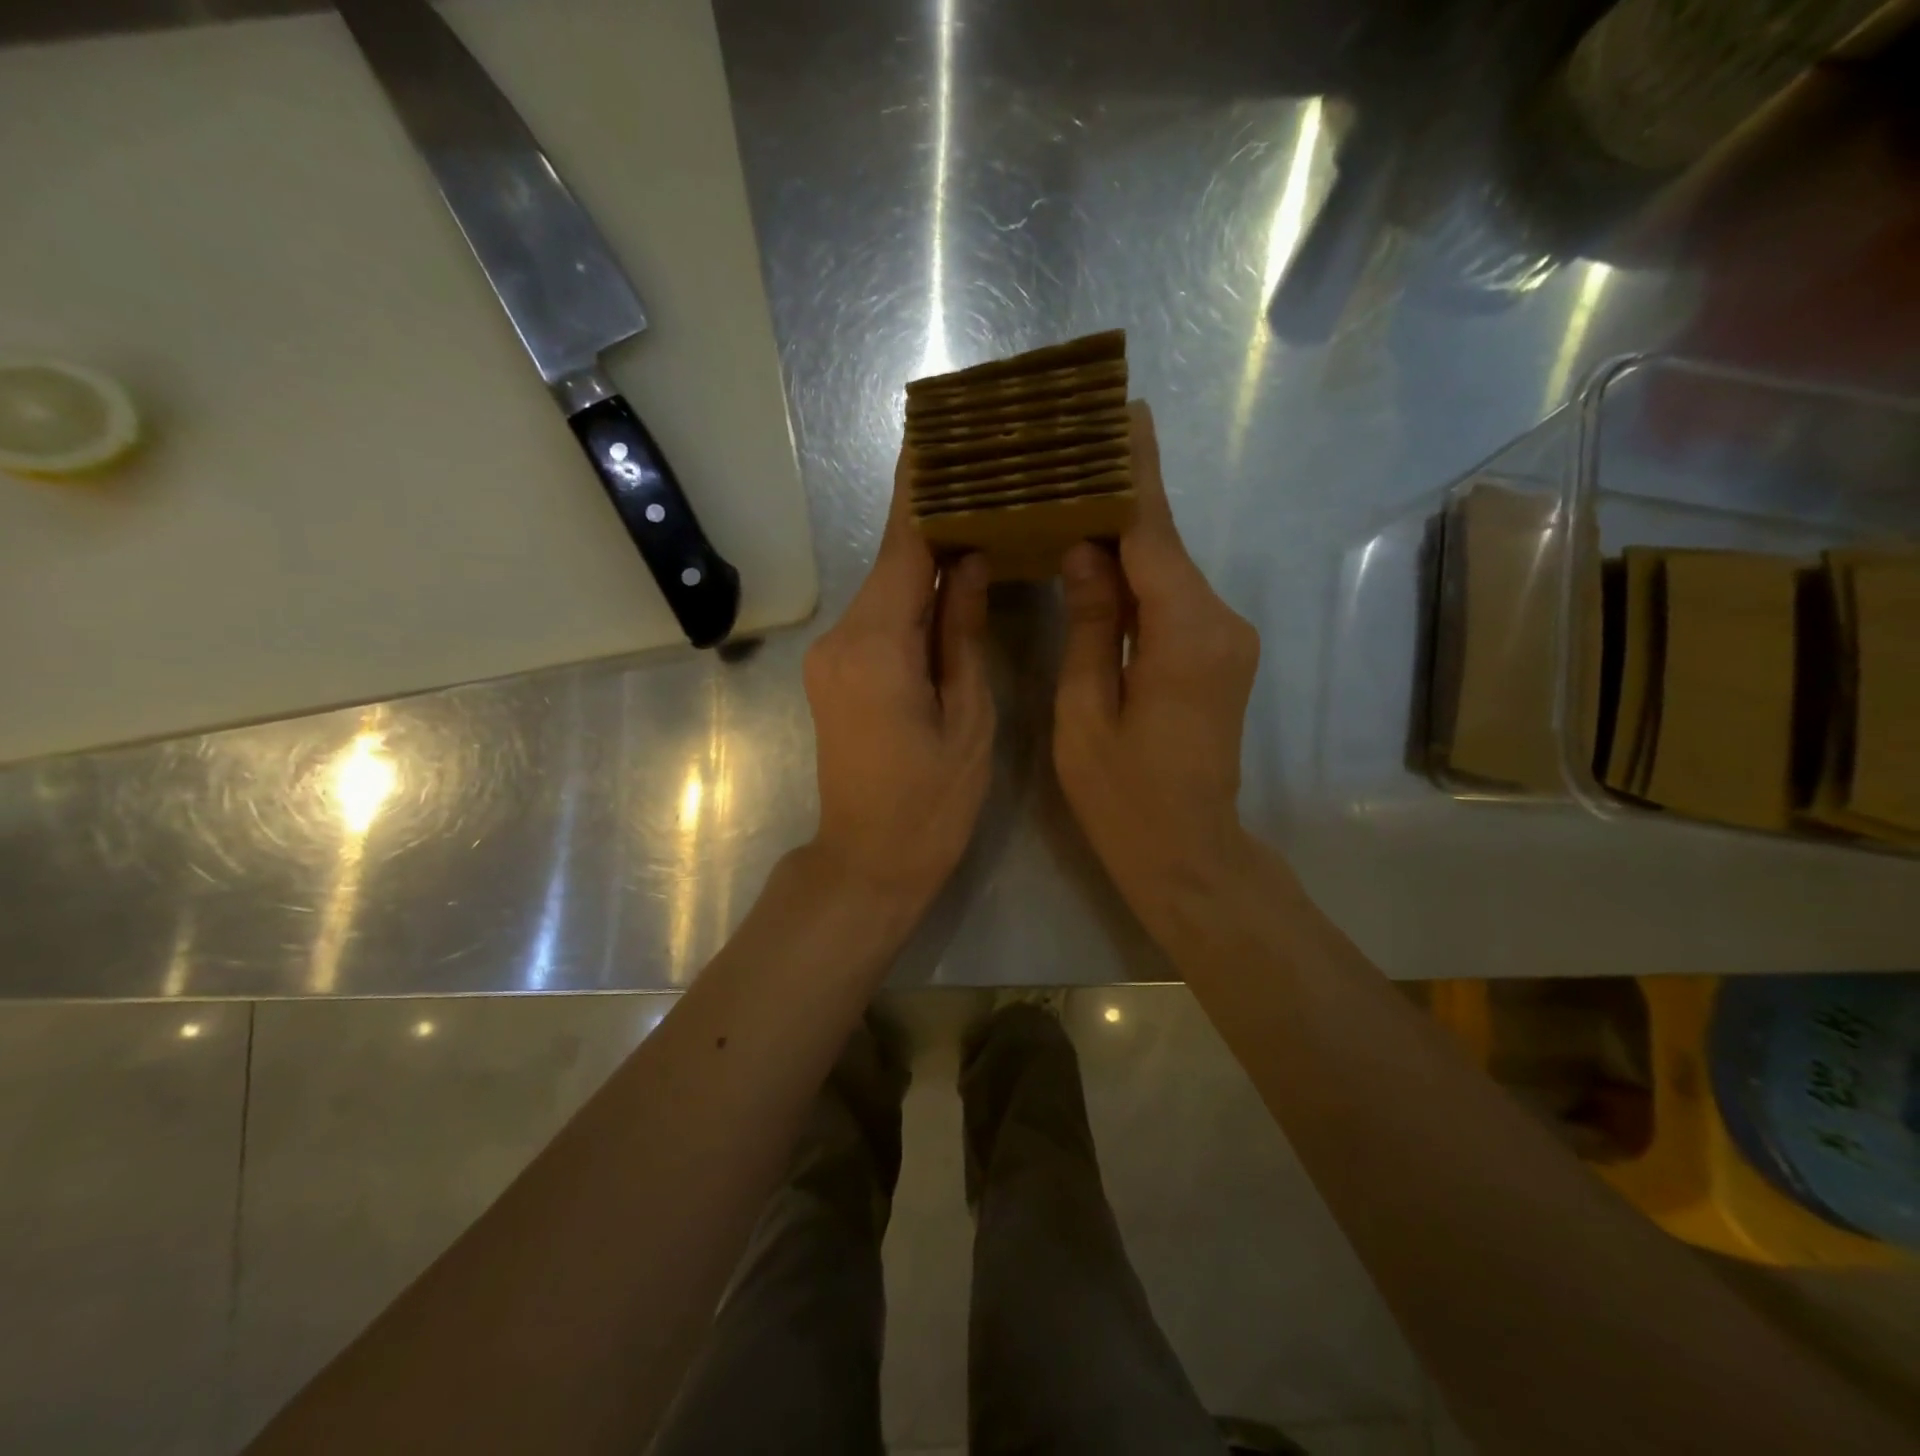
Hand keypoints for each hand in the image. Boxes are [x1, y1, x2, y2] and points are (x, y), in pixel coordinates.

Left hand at [803, 448, 993, 920]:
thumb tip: (967, 562)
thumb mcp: (967, 719)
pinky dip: (912, 597)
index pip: (901, 548)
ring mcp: (832, 657)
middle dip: (931, 519)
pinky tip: (949, 582)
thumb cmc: (930, 804)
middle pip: (891, 563)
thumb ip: (962, 634)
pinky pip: (879, 620)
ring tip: (977, 518)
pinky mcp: (836, 675)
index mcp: (876, 647)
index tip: (935, 436)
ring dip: (924, 559)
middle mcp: (842, 639)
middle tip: (981, 474)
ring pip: (886, 591)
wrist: (867, 863)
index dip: (919, 491)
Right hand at [1053, 400, 1260, 942]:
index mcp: (1186, 634)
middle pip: (1163, 547)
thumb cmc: (1125, 796)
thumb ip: (1091, 624)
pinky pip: (1173, 602)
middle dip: (1122, 500)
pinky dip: (1138, 579)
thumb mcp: (1087, 712)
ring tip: (1072, 499)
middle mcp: (1220, 623)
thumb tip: (1085, 549)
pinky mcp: (1219, 657)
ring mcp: (1227, 640)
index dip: (1135, 473)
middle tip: (1072, 454)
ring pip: (1167, 573)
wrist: (1189, 854)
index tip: (1123, 413)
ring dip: (1126, 541)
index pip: (1154, 534)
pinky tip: (1098, 564)